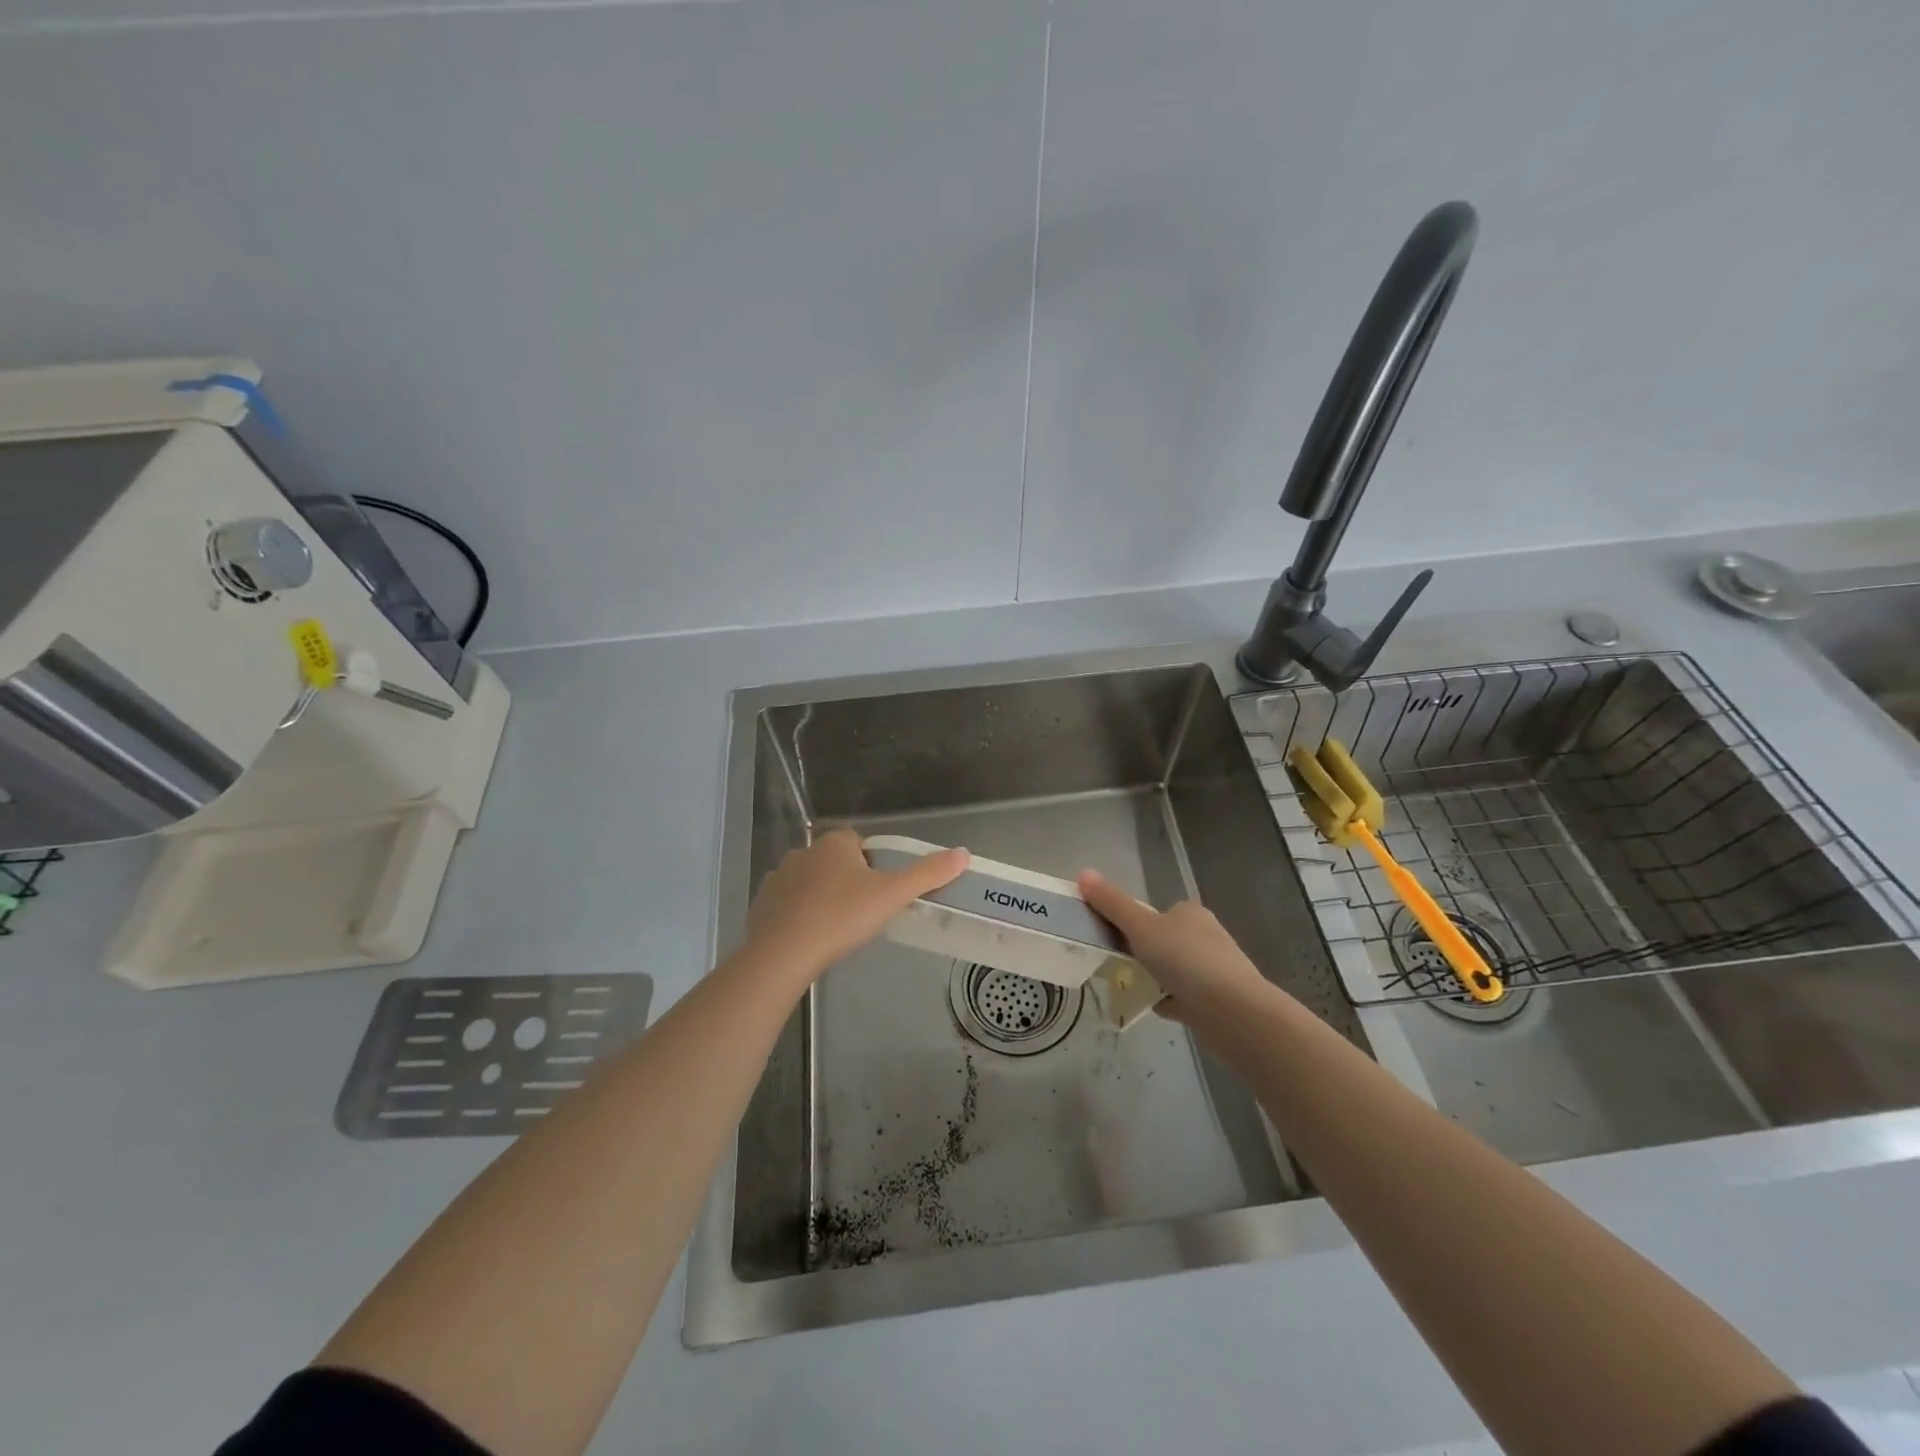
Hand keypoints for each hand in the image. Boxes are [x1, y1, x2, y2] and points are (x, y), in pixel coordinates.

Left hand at [743, 828, 968, 986]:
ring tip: (837, 931)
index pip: (860, 843)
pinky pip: (788, 905)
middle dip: (849, 882)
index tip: (881, 893)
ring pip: (811, 883)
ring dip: (823, 899)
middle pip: (836, 862)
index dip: (874, 865)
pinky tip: (810, 941)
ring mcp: (778, 878)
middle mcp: (803, 852)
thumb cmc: (841, 917)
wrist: (781, 955)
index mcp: (834, 843)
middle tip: (863, 915)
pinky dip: (799, 917)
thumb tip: (963, 854)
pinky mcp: (762, 905)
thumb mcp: (891, 895)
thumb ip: (927, 874)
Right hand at [1078, 870, 1275, 1025]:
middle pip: (1164, 941)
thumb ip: (1112, 903)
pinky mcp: (1217, 1000)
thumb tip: (1083, 873)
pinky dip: (1168, 1000)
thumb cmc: (1186, 961)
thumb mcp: (1141, 927)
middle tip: (1118, 965)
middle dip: (1143, 954)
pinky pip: (1184, 996)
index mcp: (1190, 913)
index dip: (1135, 924)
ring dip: (1155, 978)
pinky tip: (1155, 1007)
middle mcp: (1205, 937)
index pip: (1158, 913)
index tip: (1114, 940)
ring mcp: (1214, 970)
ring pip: (1174, 970)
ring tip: (1132, 988)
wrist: (1234, 1013)